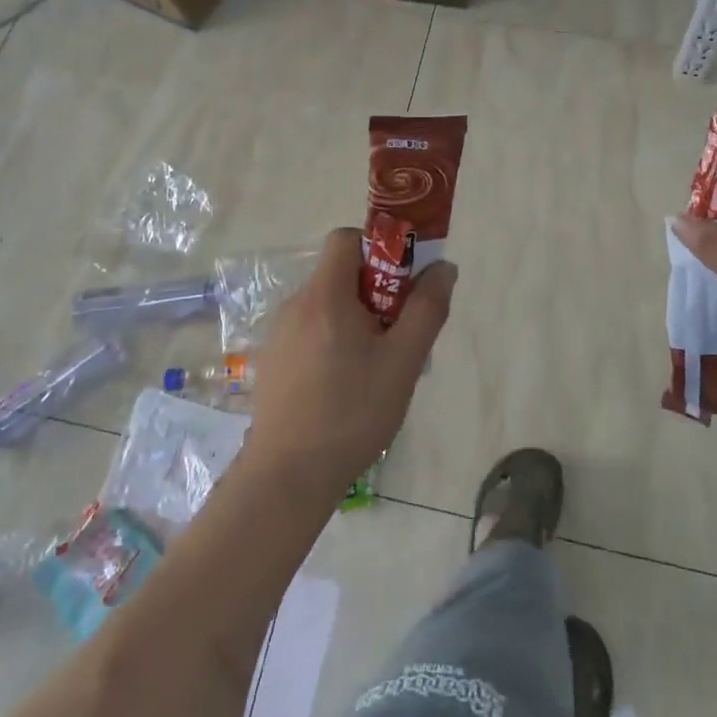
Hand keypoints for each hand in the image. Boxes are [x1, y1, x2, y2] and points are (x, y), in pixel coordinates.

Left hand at [240, 228, 455, 501]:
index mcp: (325, 295)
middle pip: (340, 274)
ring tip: (376, 368)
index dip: (378, 248)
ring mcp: (280, 335)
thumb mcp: (403, 361)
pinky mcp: (274, 362)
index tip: (401, 283)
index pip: (346, 238)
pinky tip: (347, 387)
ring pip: (328, 306)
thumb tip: (443, 267)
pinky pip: (312, 332)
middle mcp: (296, 305)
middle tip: (397, 334)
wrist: (287, 478)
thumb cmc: (352, 413)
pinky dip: (334, 341)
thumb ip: (427, 309)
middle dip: (375, 291)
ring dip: (357, 320)